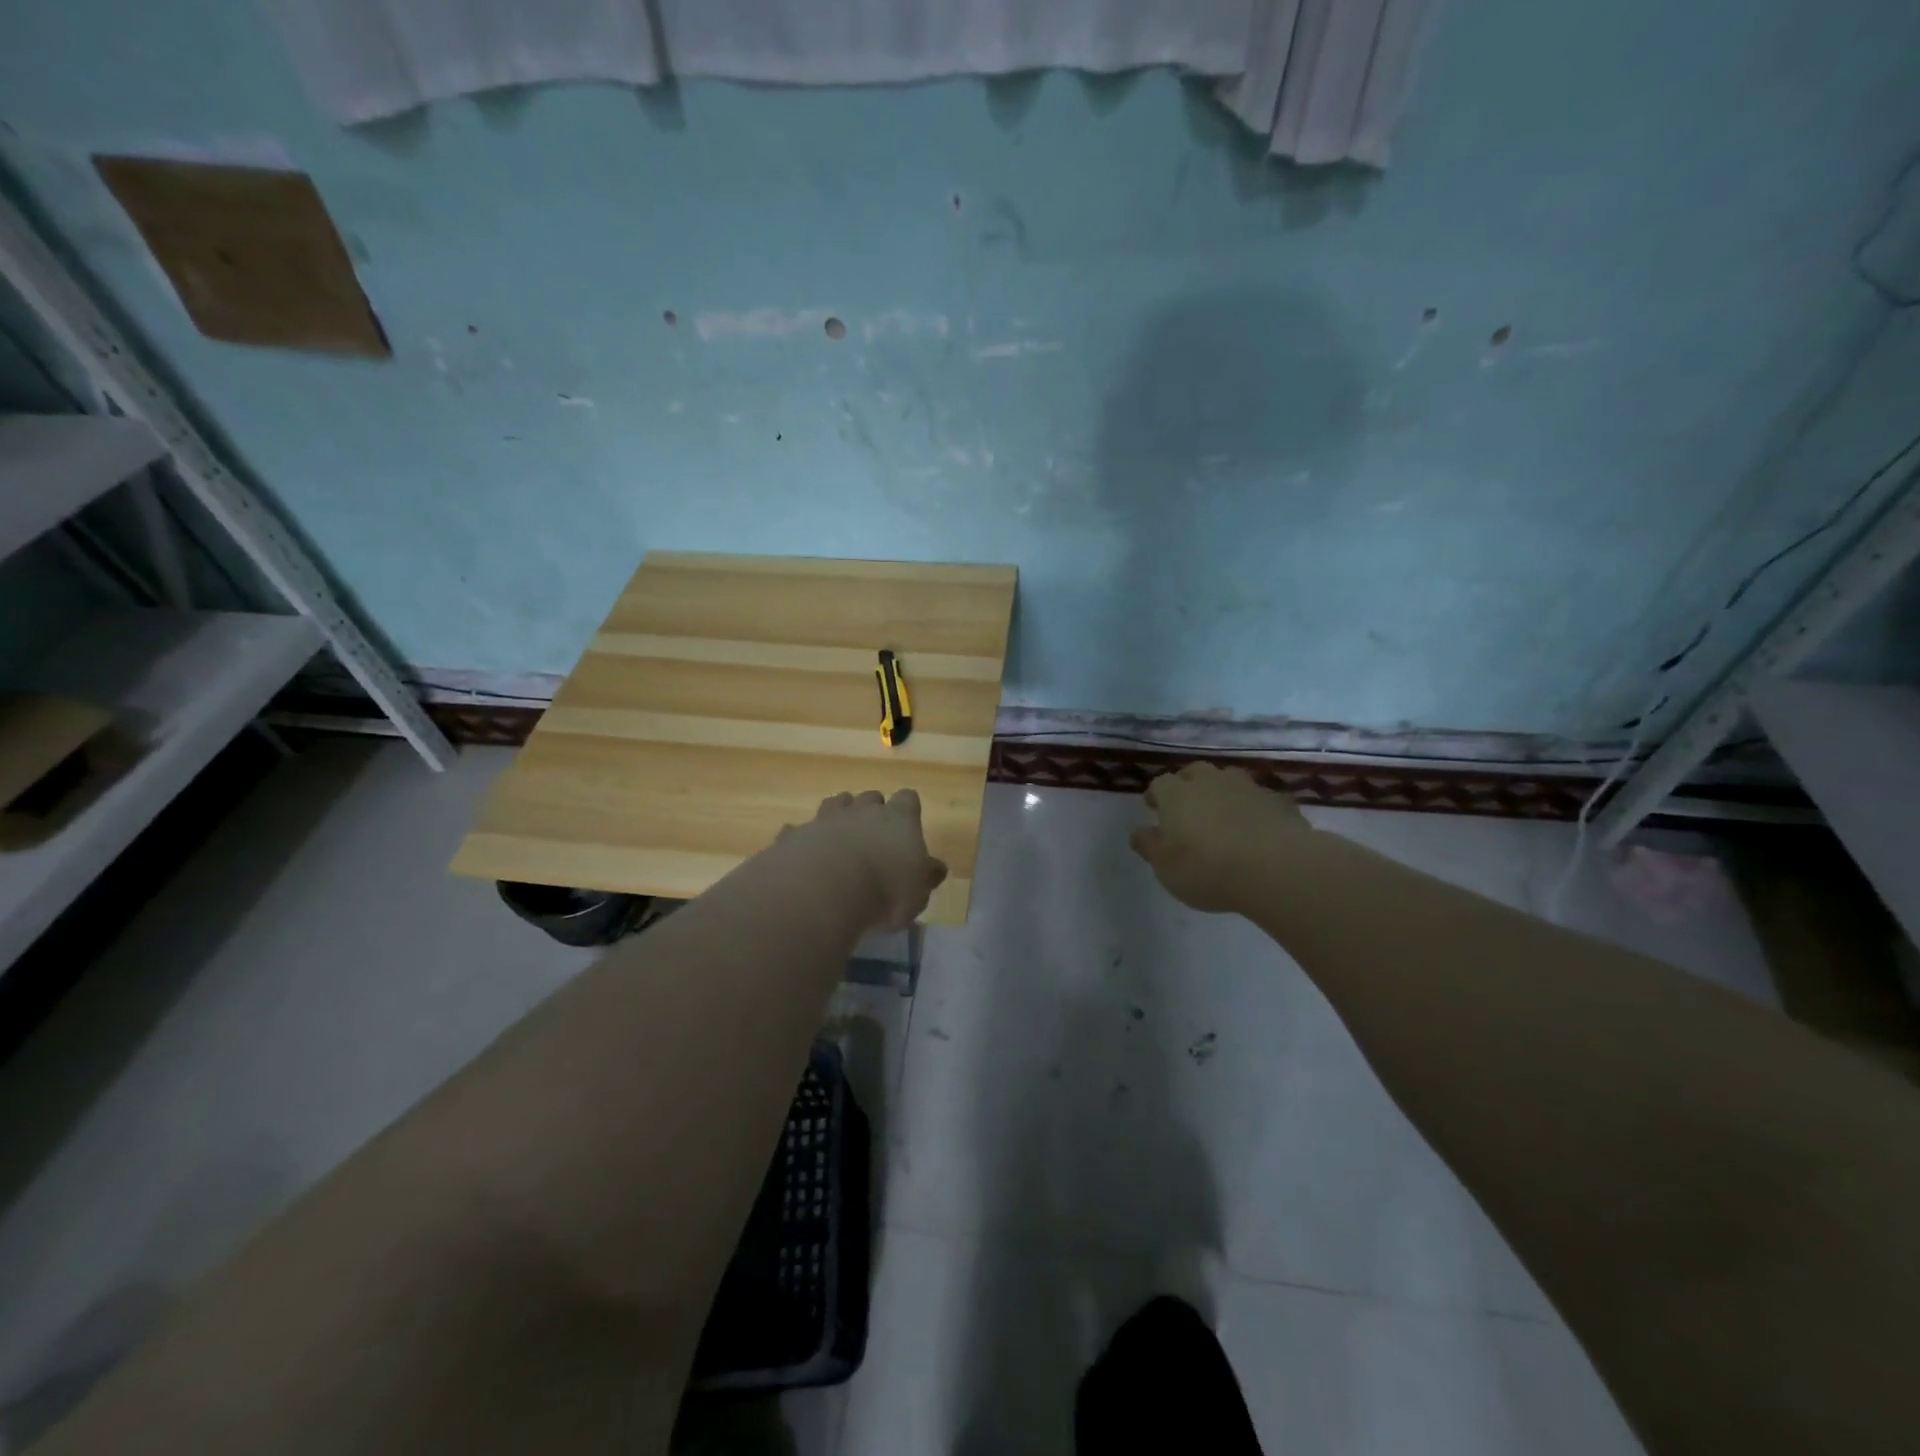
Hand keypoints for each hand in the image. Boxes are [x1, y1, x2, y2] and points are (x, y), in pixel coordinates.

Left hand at [784, 790, 948, 929]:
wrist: (823, 890)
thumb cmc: (884, 891)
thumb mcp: (917, 894)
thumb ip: (926, 877)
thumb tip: (937, 867)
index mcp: (899, 819)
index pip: (908, 798)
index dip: (908, 810)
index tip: (907, 826)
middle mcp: (863, 810)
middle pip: (870, 797)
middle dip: (872, 811)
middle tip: (873, 837)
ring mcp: (826, 818)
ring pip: (836, 803)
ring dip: (839, 817)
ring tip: (840, 841)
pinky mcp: (796, 834)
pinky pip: (801, 830)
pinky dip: (805, 839)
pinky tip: (805, 857)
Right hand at [1130, 763, 1309, 912]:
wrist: (1277, 868)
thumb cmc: (1208, 869)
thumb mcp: (1166, 867)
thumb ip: (1150, 846)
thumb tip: (1138, 832)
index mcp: (1176, 794)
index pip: (1159, 784)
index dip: (1156, 795)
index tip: (1154, 808)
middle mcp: (1210, 782)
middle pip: (1195, 772)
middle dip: (1188, 785)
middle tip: (1188, 806)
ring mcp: (1247, 788)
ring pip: (1229, 779)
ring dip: (1223, 792)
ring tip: (1223, 813)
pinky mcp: (1279, 801)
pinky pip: (1260, 799)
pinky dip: (1254, 808)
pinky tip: (1257, 827)